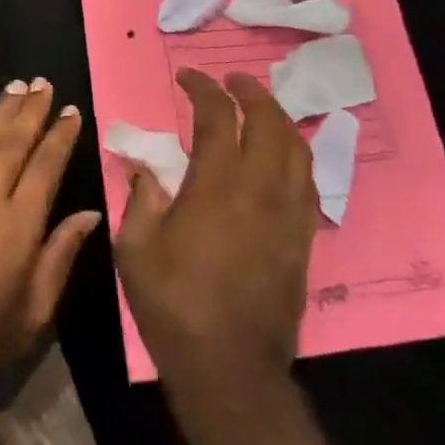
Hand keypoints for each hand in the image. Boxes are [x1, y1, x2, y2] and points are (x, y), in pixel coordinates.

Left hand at [0, 79, 99, 407]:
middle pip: (11, 141)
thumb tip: (90, 214)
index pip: (45, 164)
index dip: (60, 135)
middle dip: (30, 110)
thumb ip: (62, 253)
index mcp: (19, 224)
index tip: (72, 111)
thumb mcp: (37, 308)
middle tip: (43, 84)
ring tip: (15, 87)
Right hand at [115, 69, 316, 384]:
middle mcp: (260, 189)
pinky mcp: (303, 238)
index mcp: (216, 185)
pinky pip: (308, 180)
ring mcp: (288, 213)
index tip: (188, 77)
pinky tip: (282, 156)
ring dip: (278, 118)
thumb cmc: (175, 305)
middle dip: (249, 91)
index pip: (217, 116)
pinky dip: (295, 154)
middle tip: (231, 80)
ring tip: (260, 108)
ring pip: (296, 147)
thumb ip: (141, 198)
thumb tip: (144, 167)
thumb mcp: (136, 249)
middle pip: (268, 121)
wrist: (230, 368)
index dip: (203, 88)